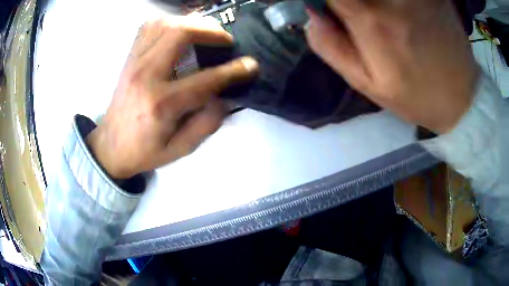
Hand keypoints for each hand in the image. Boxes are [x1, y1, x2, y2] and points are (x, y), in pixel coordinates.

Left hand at [87, 17, 258, 178]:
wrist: (110, 146)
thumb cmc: (144, 151)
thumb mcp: (180, 149)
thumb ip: (206, 123)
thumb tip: (225, 96)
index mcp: (161, 104)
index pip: (205, 79)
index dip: (233, 70)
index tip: (251, 64)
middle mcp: (145, 75)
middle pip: (180, 34)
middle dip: (210, 31)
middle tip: (225, 40)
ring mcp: (134, 62)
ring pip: (164, 24)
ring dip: (190, 23)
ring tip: (205, 32)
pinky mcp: (130, 58)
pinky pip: (149, 27)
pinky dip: (169, 22)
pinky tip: (179, 30)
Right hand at [305, 0, 479, 132]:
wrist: (462, 98)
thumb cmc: (415, 95)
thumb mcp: (367, 83)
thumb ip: (332, 46)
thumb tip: (310, 15)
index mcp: (372, 20)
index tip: (329, 9)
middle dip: (350, 3)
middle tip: (356, 15)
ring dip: (375, 3)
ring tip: (383, 19)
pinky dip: (398, 3)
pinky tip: (404, 15)